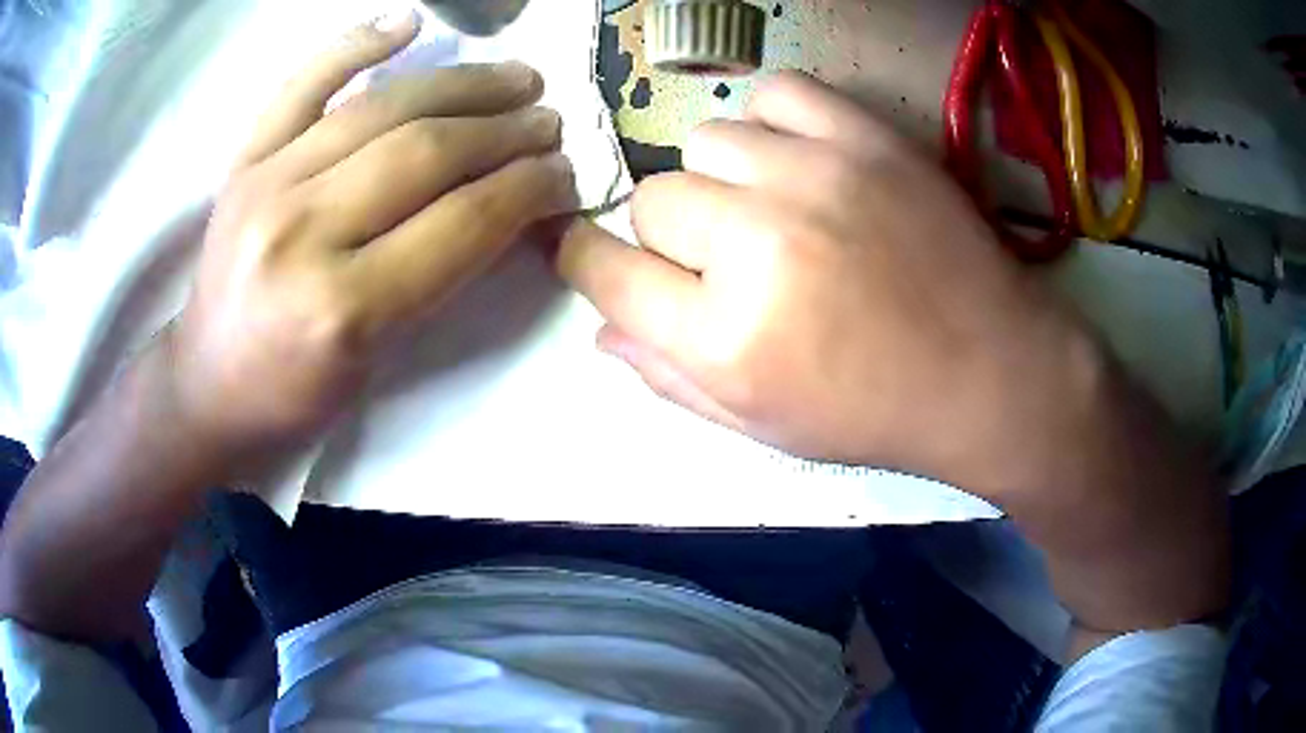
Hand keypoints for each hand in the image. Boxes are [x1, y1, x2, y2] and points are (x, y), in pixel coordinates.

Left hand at [168, 12, 576, 459]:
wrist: (208, 384)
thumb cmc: (297, 394)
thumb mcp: (380, 359)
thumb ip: (442, 277)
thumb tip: (511, 205)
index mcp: (343, 308)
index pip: (462, 222)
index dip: (527, 189)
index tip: (564, 174)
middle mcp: (301, 233)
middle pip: (427, 153)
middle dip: (506, 132)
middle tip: (549, 123)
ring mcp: (266, 184)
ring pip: (382, 108)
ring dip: (464, 85)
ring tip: (517, 80)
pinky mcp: (243, 161)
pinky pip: (302, 84)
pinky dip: (356, 44)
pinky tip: (409, 22)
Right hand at [558, 71, 1099, 501]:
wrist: (991, 372)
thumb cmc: (874, 411)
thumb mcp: (762, 426)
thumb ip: (669, 378)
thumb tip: (601, 333)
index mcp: (724, 338)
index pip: (599, 269)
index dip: (584, 259)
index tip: (598, 257)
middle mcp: (756, 245)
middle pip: (651, 201)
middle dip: (676, 236)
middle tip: (732, 261)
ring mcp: (814, 177)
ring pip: (705, 142)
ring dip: (726, 181)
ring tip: (776, 210)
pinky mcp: (865, 137)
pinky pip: (773, 93)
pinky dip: (772, 122)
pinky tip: (799, 159)